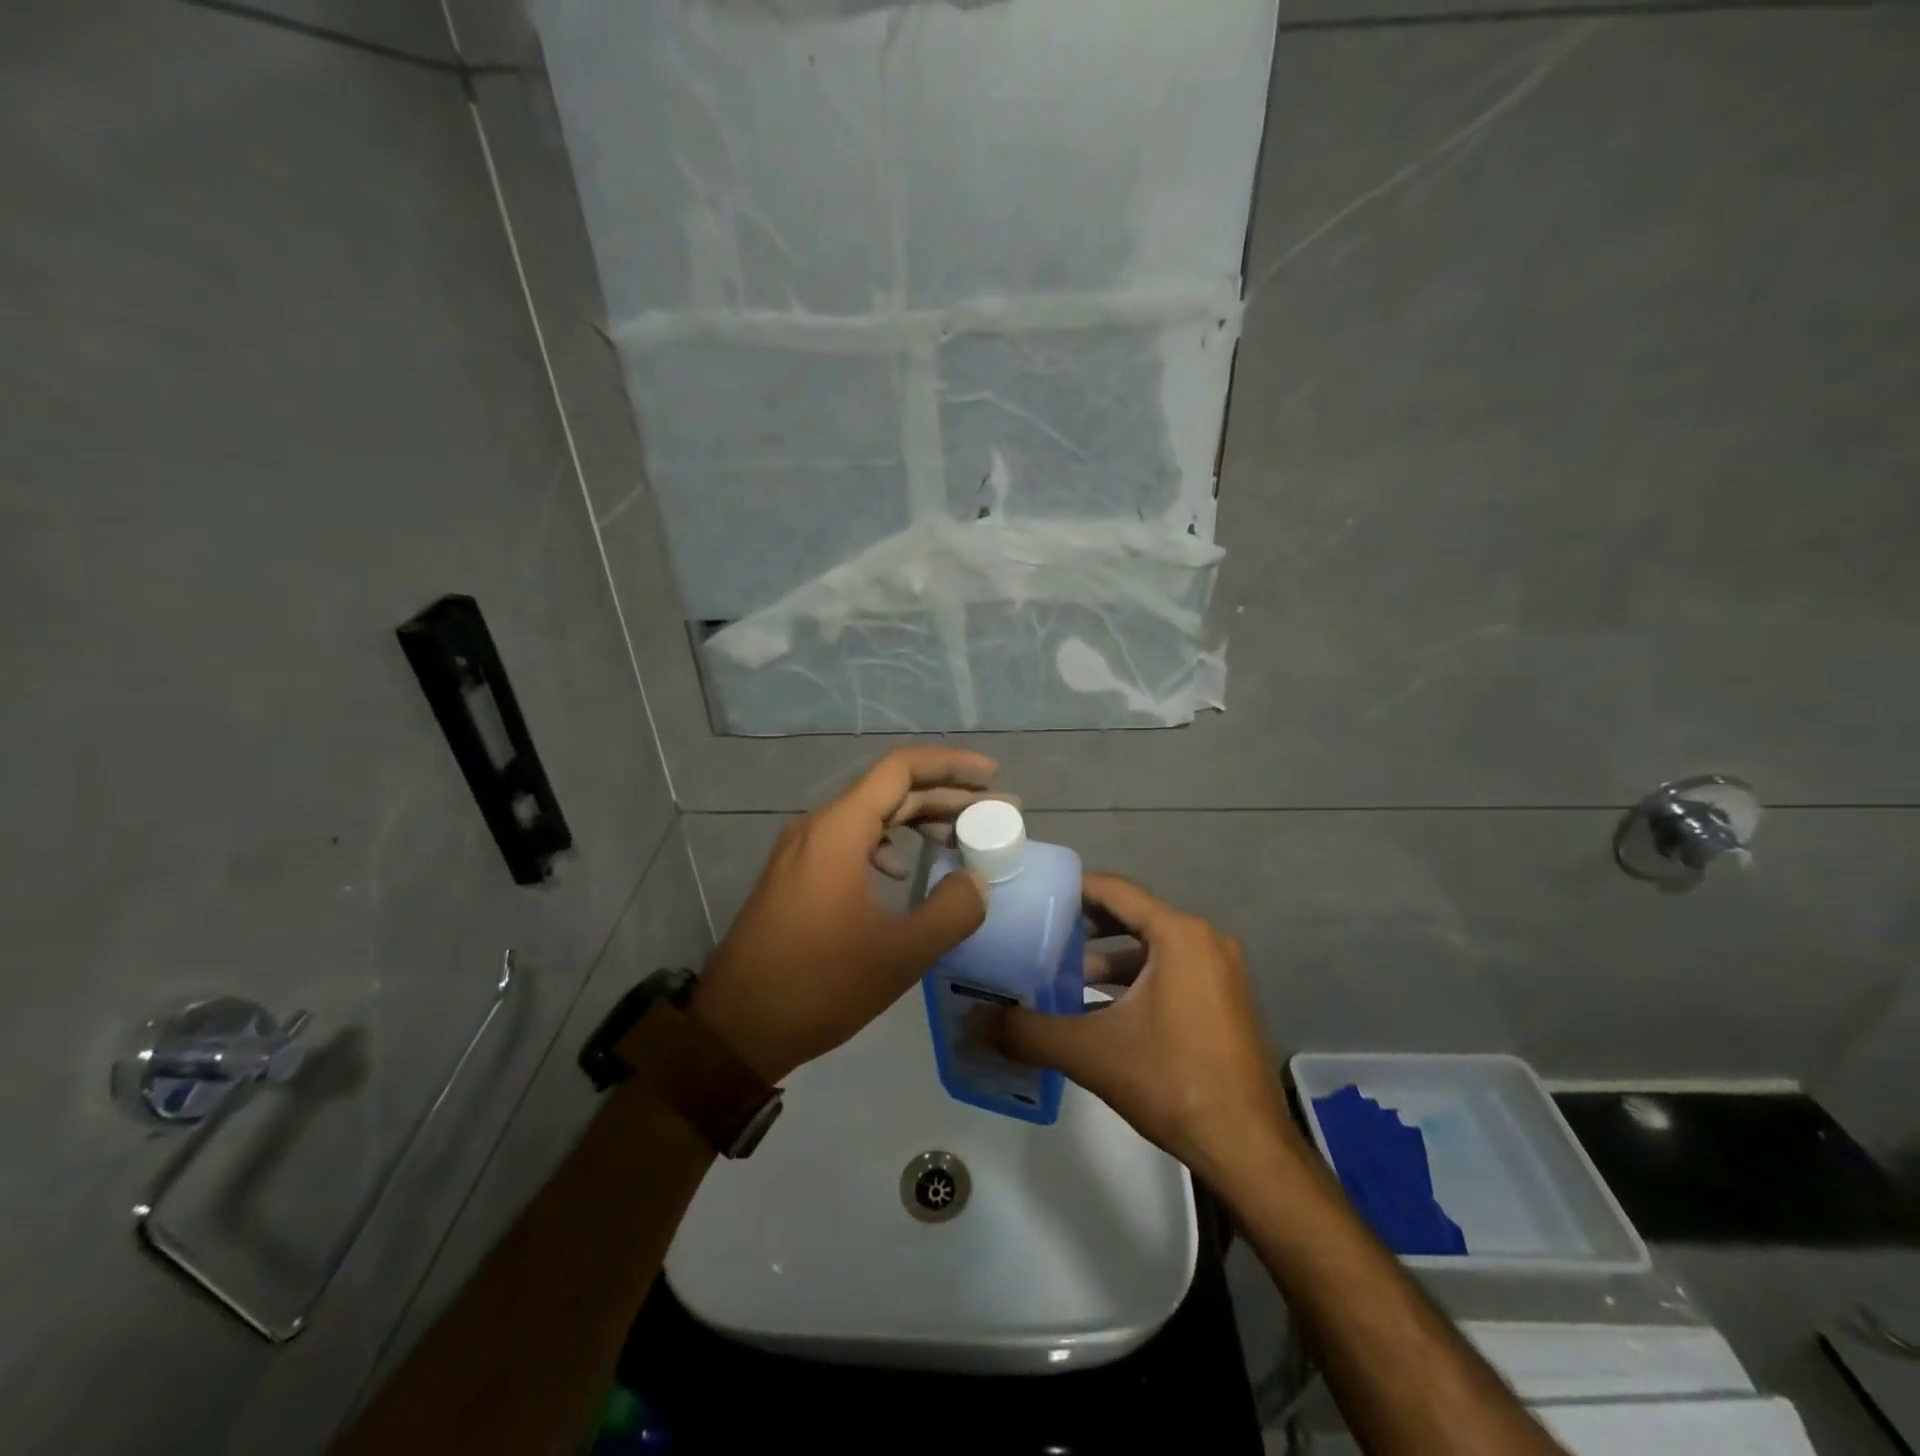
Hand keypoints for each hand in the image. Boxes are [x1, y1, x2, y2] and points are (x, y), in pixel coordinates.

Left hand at [690, 748, 996, 1081]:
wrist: (735, 1029)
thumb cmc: (818, 985)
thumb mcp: (899, 954)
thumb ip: (951, 911)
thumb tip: (976, 881)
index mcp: (839, 830)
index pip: (901, 769)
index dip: (951, 765)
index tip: (992, 776)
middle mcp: (817, 827)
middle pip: (889, 791)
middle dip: (944, 796)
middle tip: (994, 811)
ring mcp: (801, 851)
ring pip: (869, 816)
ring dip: (916, 821)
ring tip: (959, 838)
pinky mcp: (794, 876)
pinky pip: (849, 841)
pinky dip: (886, 845)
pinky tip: (903, 874)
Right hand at [994, 874, 1300, 1188]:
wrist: (1247, 1149)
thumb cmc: (1172, 1082)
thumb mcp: (1091, 1052)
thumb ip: (1029, 1032)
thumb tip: (976, 1022)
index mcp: (1180, 934)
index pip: (1114, 891)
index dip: (1071, 888)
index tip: (1031, 894)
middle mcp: (1205, 939)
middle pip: (1132, 915)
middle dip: (1083, 924)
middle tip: (1035, 931)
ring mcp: (1219, 970)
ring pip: (1150, 946)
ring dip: (1106, 958)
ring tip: (1059, 975)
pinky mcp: (1223, 998)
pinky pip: (1170, 970)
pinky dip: (1133, 980)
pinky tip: (1097, 1008)